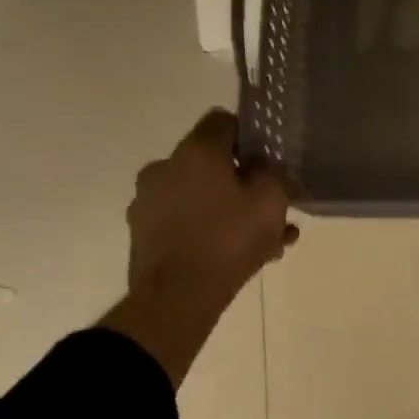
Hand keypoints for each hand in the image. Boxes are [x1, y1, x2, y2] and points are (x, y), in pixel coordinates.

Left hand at [101, 110, 297, 384]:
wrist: (176, 297)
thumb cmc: (228, 239)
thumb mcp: (271, 200)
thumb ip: (274, 174)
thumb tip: (263, 167)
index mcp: (195, 152)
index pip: (223, 121)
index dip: (250, 137)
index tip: (268, 162)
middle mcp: (165, 168)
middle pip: (212, 164)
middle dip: (245, 183)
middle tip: (273, 210)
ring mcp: (148, 202)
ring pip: (202, 197)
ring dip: (232, 211)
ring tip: (267, 242)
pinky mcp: (144, 233)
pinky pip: (186, 222)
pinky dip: (210, 230)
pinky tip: (240, 256)